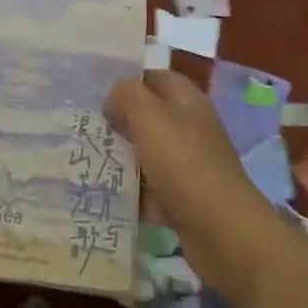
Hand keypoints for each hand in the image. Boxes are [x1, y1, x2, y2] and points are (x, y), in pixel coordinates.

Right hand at [105, 68, 282, 294]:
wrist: (221, 229)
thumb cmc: (183, 161)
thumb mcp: (148, 116)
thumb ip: (127, 96)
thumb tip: (115, 97)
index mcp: (186, 100)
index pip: (153, 78)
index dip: (126, 83)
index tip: (95, 95)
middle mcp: (190, 127)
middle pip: (149, 117)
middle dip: (119, 123)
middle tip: (85, 130)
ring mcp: (188, 164)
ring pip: (148, 154)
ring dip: (123, 159)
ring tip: (87, 162)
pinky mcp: (184, 199)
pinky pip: (152, 190)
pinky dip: (134, 194)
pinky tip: (107, 196)